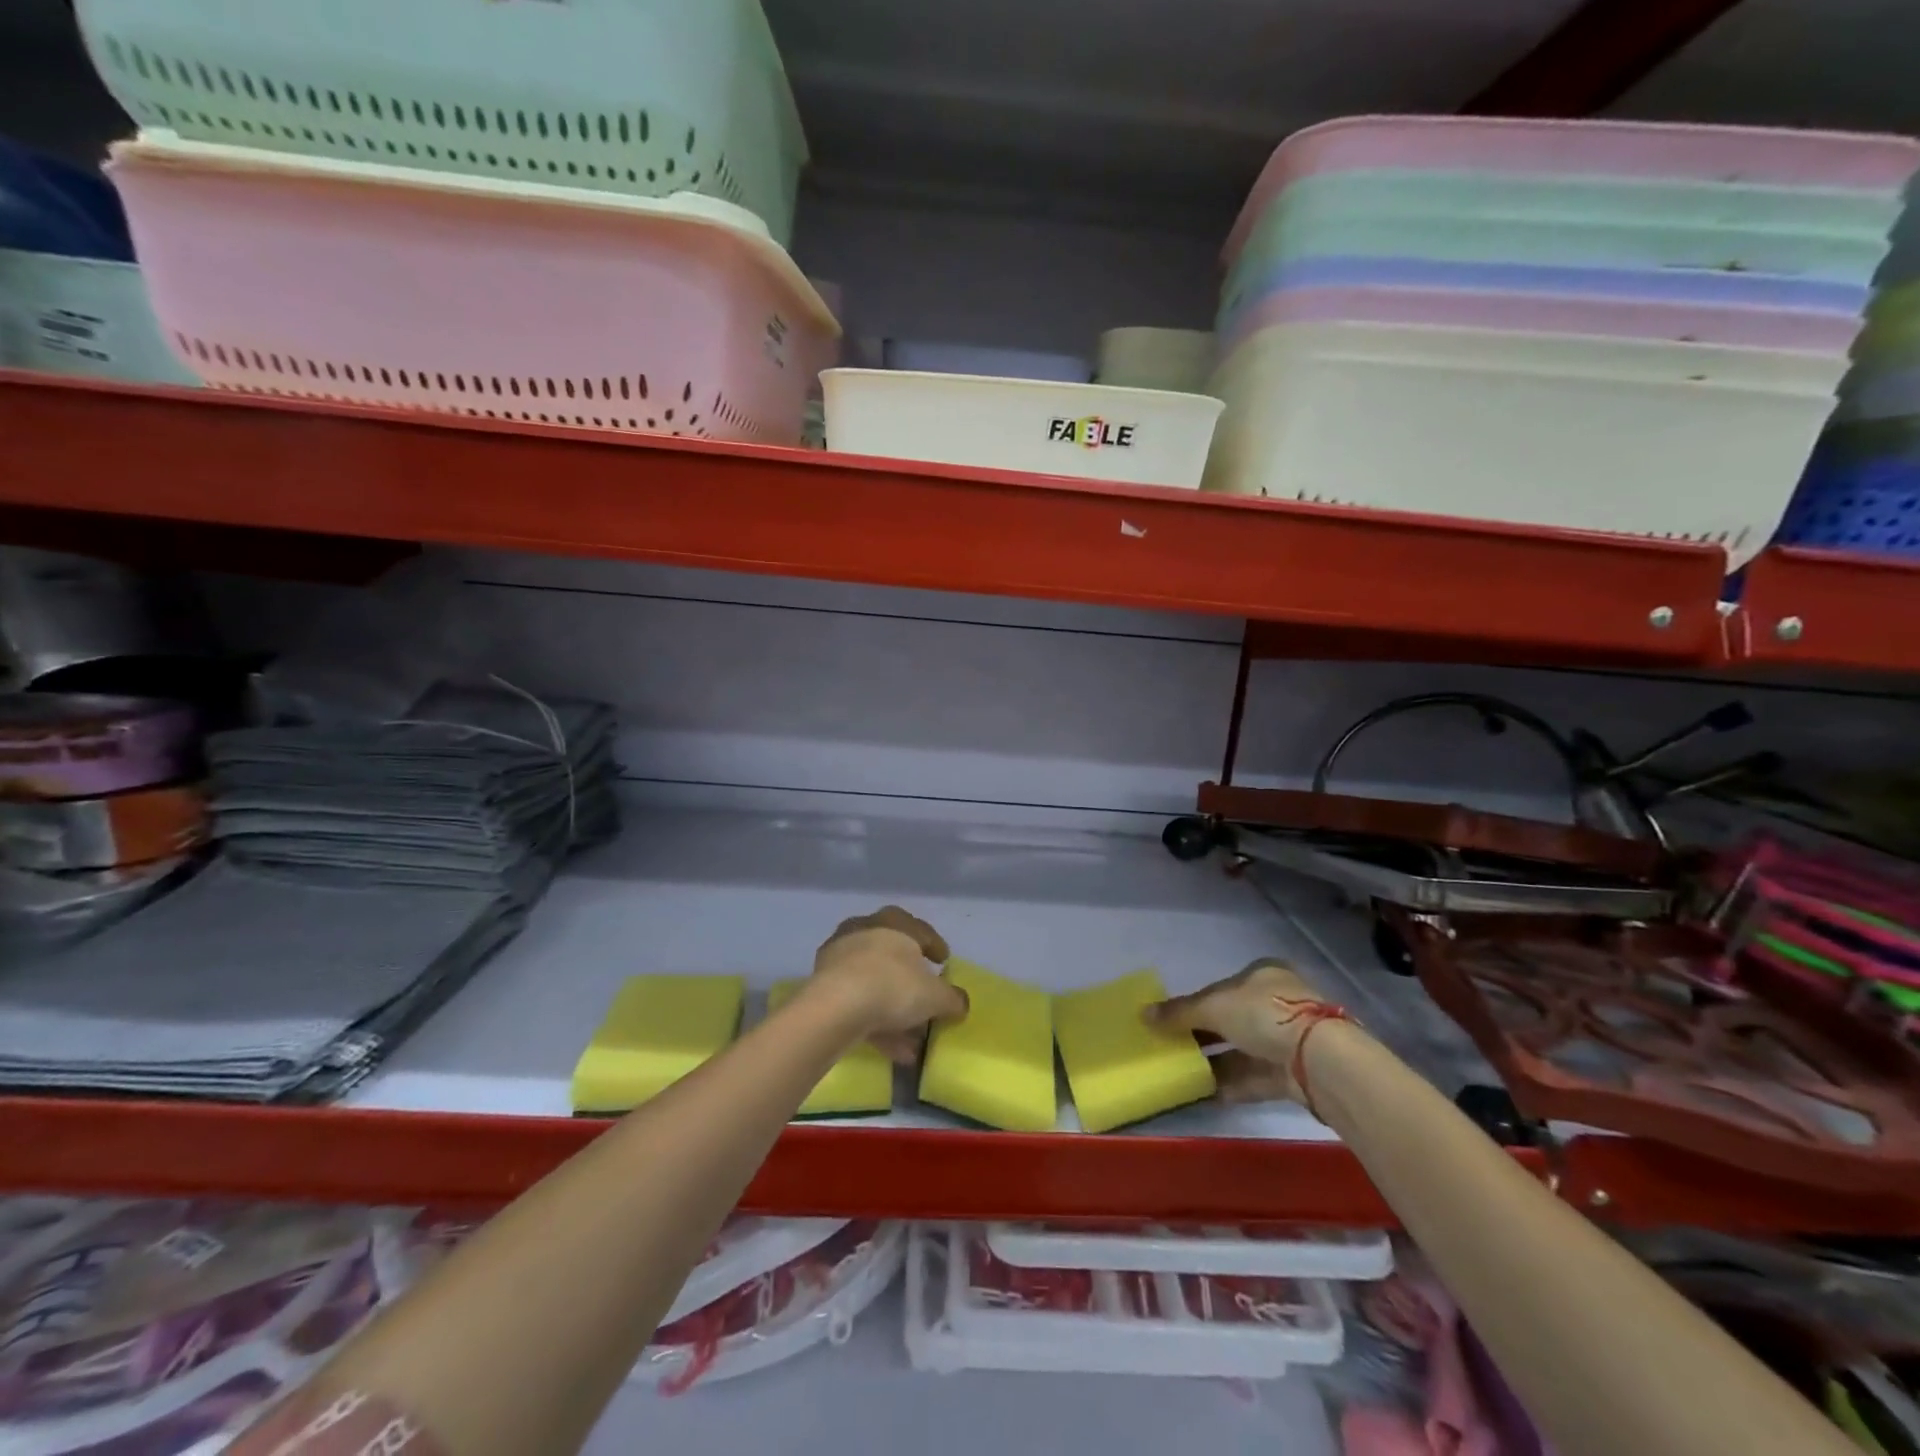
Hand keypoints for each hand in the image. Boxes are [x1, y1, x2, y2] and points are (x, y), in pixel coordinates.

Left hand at [809, 906, 967, 1063]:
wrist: (836, 1006)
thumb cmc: (893, 986)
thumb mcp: (935, 996)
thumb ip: (952, 998)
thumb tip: (961, 1003)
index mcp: (894, 923)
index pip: (920, 929)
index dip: (935, 946)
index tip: (944, 961)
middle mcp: (865, 930)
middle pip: (893, 955)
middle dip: (910, 979)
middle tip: (923, 996)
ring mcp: (840, 957)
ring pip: (874, 982)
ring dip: (893, 1008)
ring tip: (911, 1040)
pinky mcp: (823, 985)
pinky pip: (857, 1001)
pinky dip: (875, 1022)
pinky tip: (891, 1050)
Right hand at [1144, 959, 1347, 1104]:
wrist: (1320, 1061)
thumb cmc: (1265, 1015)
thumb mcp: (1213, 1006)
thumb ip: (1179, 1012)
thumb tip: (1142, 1014)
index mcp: (1263, 974)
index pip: (1223, 986)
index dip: (1197, 1002)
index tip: (1174, 1021)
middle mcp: (1279, 1003)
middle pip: (1232, 1019)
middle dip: (1204, 1035)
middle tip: (1174, 1047)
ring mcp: (1289, 1040)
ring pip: (1242, 1050)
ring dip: (1214, 1062)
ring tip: (1182, 1073)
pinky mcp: (1294, 1074)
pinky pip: (1253, 1077)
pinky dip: (1229, 1084)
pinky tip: (1202, 1093)